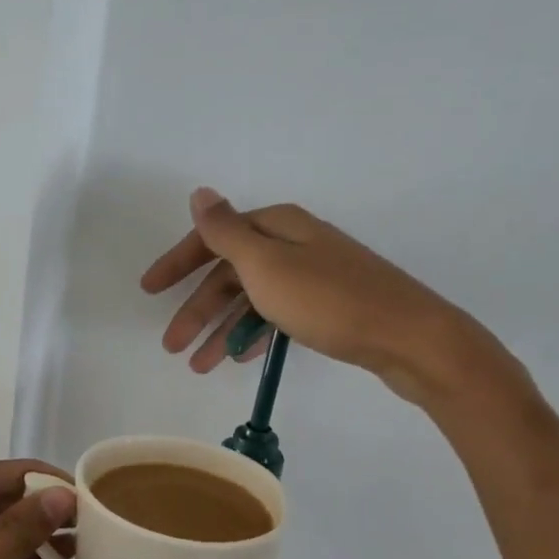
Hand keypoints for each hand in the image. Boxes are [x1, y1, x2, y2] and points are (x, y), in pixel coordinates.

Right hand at [141, 188, 520, 409]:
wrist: (409, 337)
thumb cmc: (329, 301)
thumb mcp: (266, 265)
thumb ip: (226, 232)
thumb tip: (199, 192)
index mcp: (276, 226)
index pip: (213, 238)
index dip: (177, 263)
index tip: (149, 290)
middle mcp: (293, 243)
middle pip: (230, 272)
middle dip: (197, 309)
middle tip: (172, 346)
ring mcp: (313, 275)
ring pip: (252, 298)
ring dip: (222, 329)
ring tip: (200, 366)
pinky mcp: (329, 304)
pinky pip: (277, 315)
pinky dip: (255, 333)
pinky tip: (241, 357)